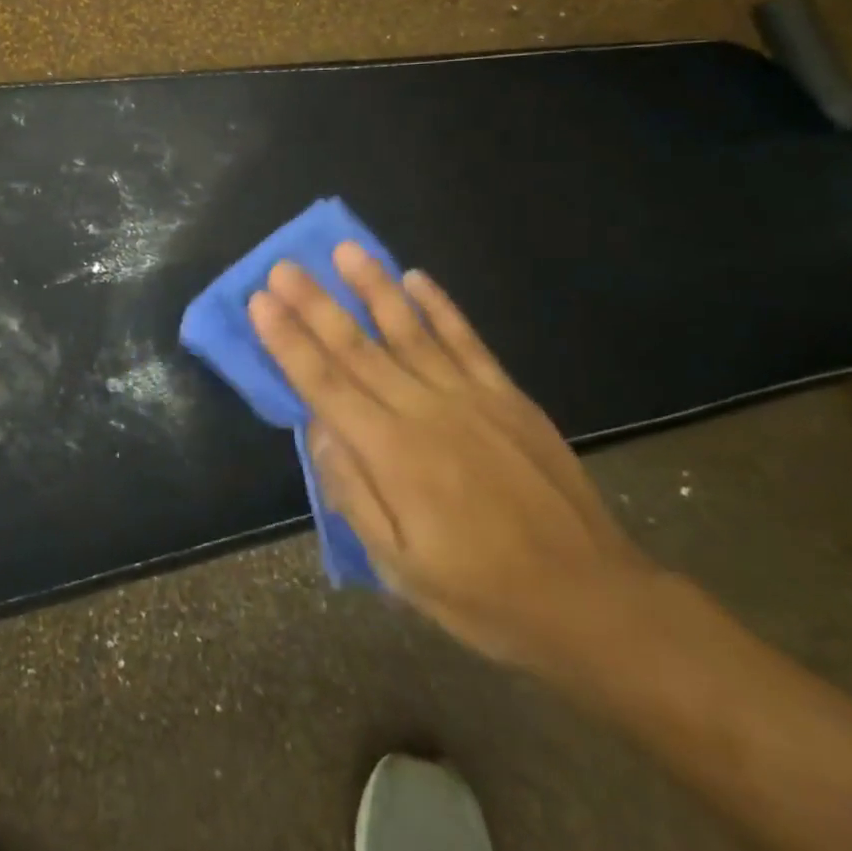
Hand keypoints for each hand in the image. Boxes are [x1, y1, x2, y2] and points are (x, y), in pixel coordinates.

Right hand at [248, 244, 653, 670]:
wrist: (590, 600)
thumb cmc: (482, 593)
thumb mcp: (401, 567)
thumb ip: (353, 492)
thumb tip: (318, 428)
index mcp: (392, 455)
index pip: (325, 384)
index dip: (289, 341)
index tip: (261, 302)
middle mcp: (425, 412)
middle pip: (358, 347)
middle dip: (316, 303)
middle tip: (285, 265)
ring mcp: (470, 397)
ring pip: (409, 330)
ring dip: (373, 286)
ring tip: (345, 249)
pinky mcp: (507, 395)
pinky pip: (466, 340)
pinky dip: (439, 306)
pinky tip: (416, 277)